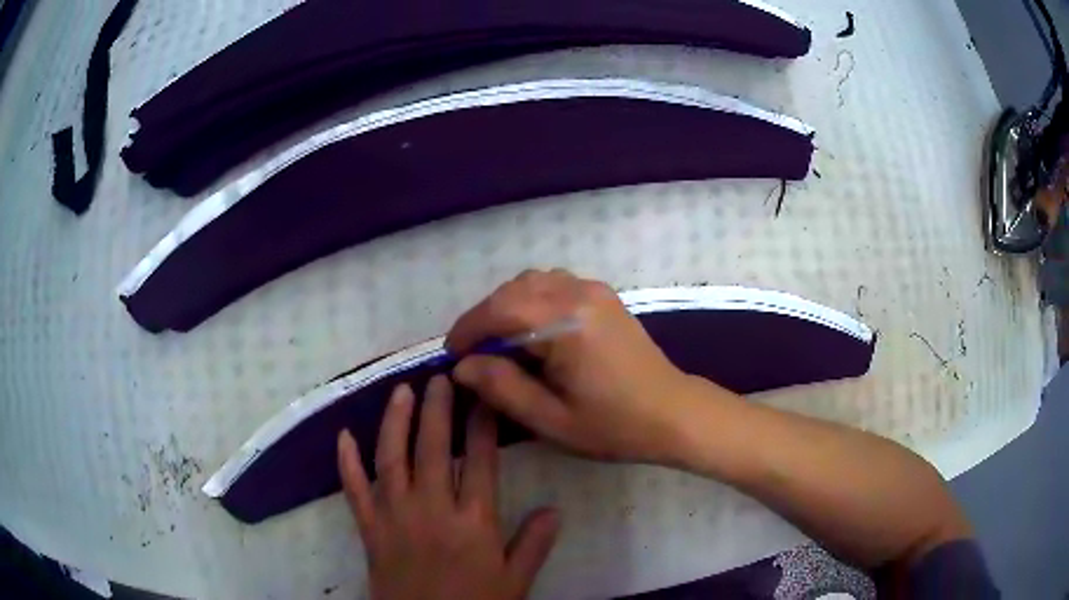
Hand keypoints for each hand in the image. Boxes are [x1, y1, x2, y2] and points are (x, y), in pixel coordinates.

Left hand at [337, 377, 559, 599]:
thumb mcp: (515, 581)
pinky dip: (346, 462)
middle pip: (433, 449)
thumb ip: (534, 544)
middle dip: (438, 409)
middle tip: (441, 377)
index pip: (480, 461)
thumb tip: (554, 509)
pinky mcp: (369, 529)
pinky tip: (342, 435)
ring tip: (401, 391)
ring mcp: (394, 517)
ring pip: (391, 459)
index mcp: (472, 522)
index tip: (485, 394)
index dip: (482, 424)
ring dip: (395, 422)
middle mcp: (431, 510)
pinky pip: (354, 490)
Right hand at [447, 269, 707, 463]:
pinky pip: (554, 284)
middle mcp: (578, 293)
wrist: (673, 413)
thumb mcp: (551, 419)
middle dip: (484, 318)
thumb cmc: (614, 425)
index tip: (452, 355)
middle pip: (513, 291)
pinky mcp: (603, 296)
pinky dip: (531, 301)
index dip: (468, 329)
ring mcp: (594, 290)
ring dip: (507, 307)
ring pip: (532, 282)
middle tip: (473, 354)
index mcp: (566, 324)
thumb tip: (463, 366)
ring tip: (499, 344)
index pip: (499, 310)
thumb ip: (502, 388)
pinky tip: (532, 332)